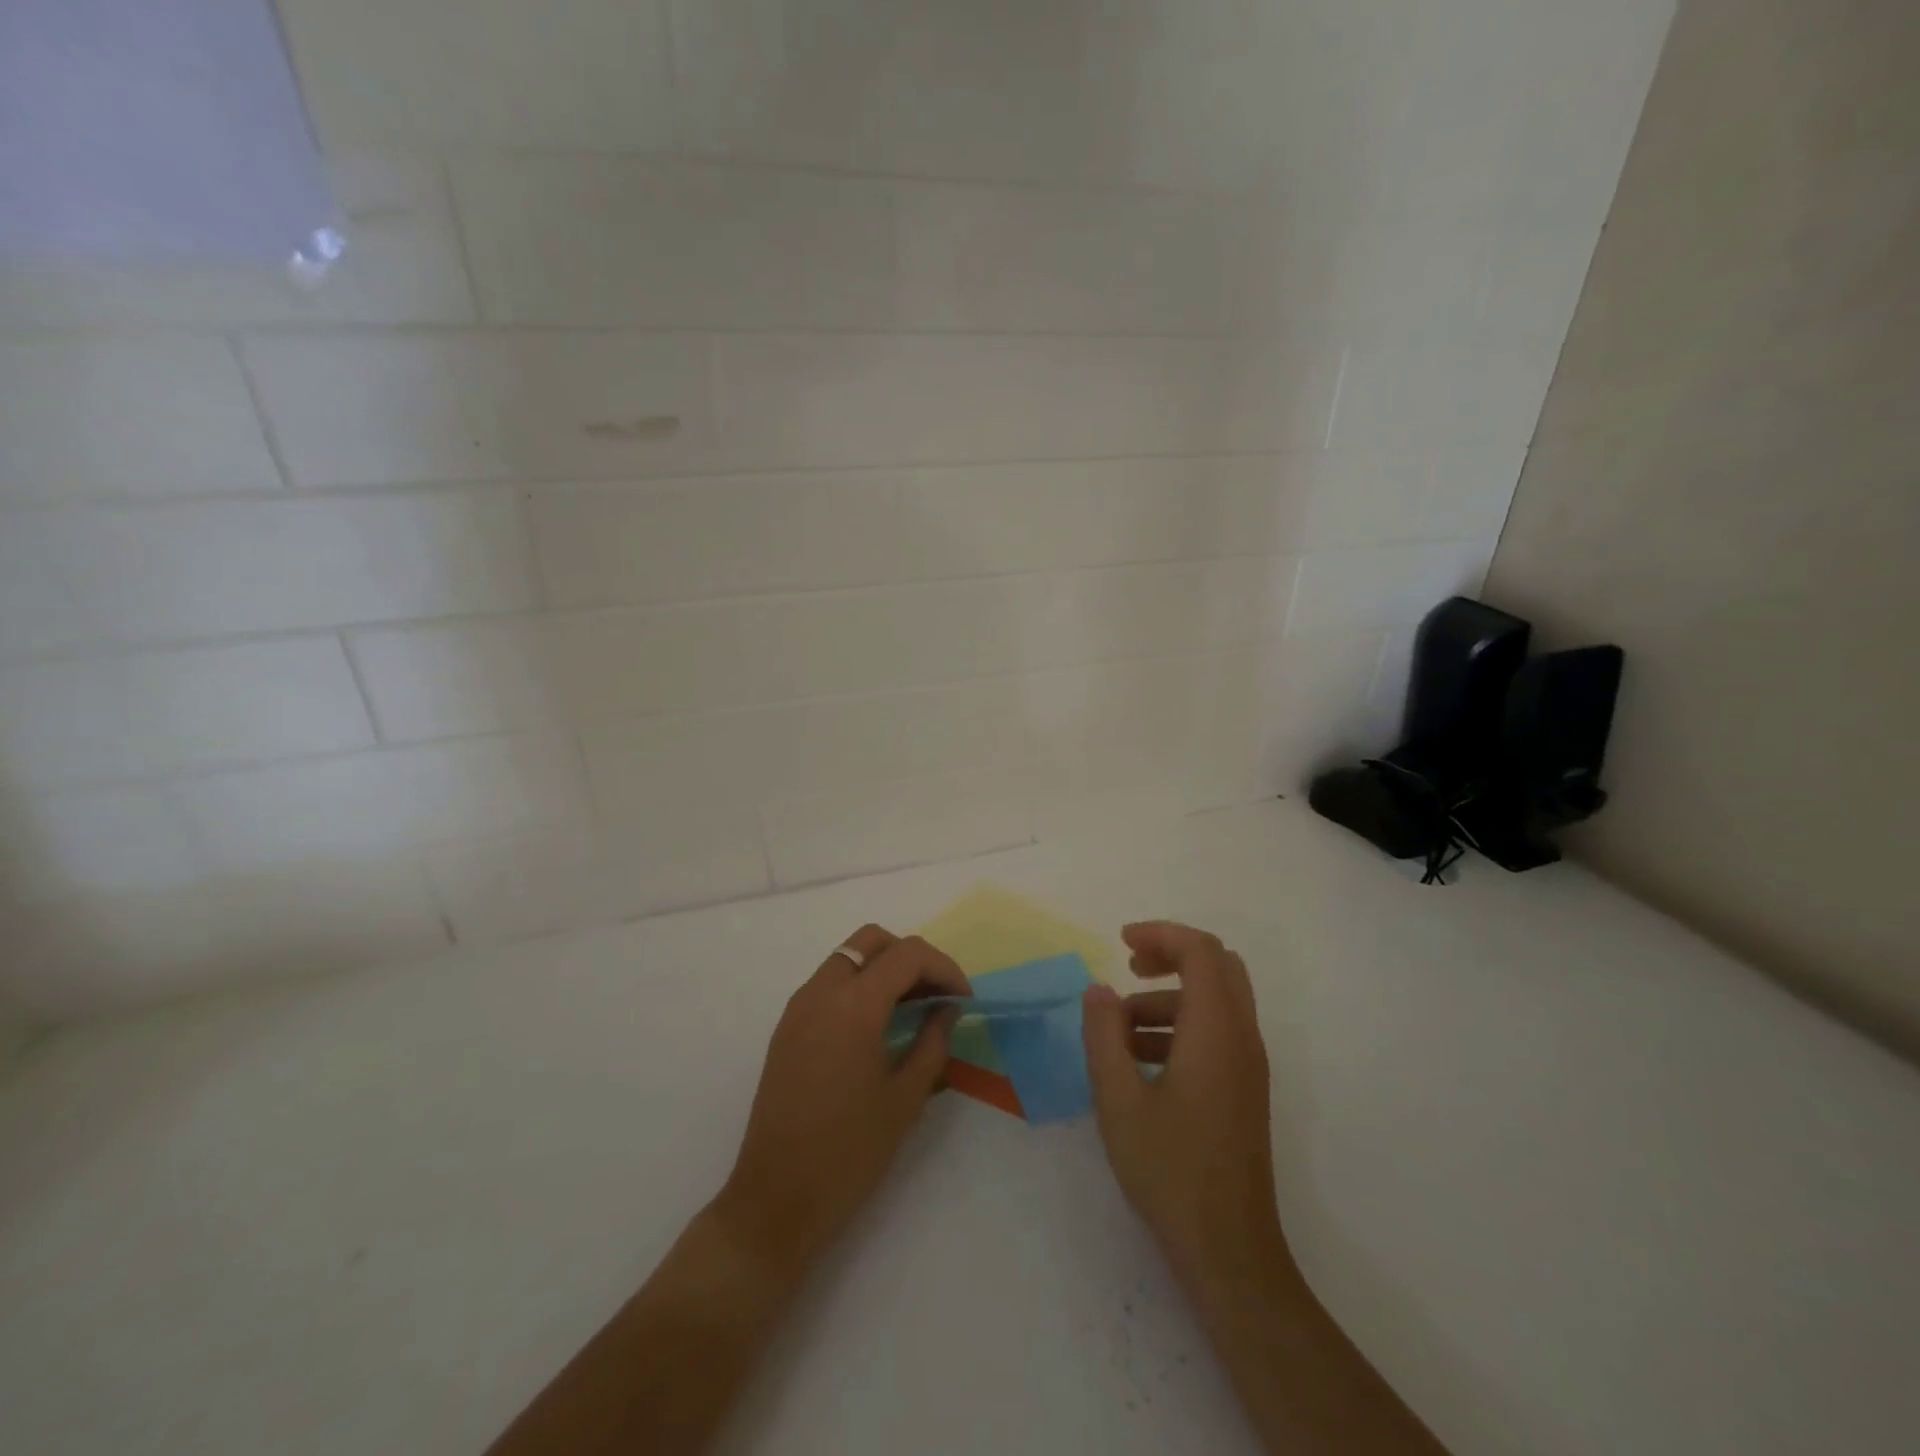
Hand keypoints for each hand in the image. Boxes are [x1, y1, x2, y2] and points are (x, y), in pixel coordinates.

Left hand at [716, 924, 968, 1278]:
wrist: (775, 1200)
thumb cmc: (848, 1153)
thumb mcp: (905, 1098)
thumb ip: (933, 1043)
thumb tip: (947, 1010)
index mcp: (854, 1005)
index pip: (908, 955)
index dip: (944, 968)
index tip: (964, 1001)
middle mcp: (821, 992)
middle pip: (872, 941)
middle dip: (911, 957)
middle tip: (936, 995)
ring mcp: (798, 1008)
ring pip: (848, 958)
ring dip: (883, 970)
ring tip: (912, 1010)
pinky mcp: (786, 1028)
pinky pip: (828, 984)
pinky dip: (858, 987)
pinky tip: (878, 1027)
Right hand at [1081, 921, 1293, 1294]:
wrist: (1229, 1251)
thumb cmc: (1170, 1171)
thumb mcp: (1119, 1099)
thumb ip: (1103, 1035)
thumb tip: (1097, 990)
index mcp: (1215, 1031)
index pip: (1200, 951)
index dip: (1161, 934)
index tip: (1120, 943)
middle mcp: (1242, 1038)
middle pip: (1217, 966)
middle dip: (1171, 956)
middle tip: (1129, 968)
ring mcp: (1249, 1066)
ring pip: (1217, 1000)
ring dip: (1170, 997)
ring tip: (1118, 1029)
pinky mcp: (1245, 1090)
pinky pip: (1217, 1032)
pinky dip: (1181, 1025)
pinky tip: (1140, 1062)